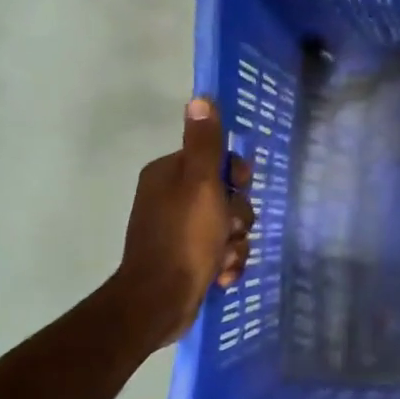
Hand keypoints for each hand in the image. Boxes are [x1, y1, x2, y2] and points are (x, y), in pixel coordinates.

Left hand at [115, 99, 254, 349]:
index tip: (239, 189)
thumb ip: (205, 144)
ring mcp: (178, 230)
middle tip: (230, 231)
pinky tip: (221, 275)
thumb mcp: (201, 185)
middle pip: (227, 196)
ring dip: (235, 244)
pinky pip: (221, 251)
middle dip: (237, 217)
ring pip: (228, 227)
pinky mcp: (186, 258)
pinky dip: (226, 262)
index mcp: (169, 175)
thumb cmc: (184, 238)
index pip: (216, 160)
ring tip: (223, 259)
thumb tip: (200, 97)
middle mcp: (171, 198)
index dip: (236, 176)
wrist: (160, 300)